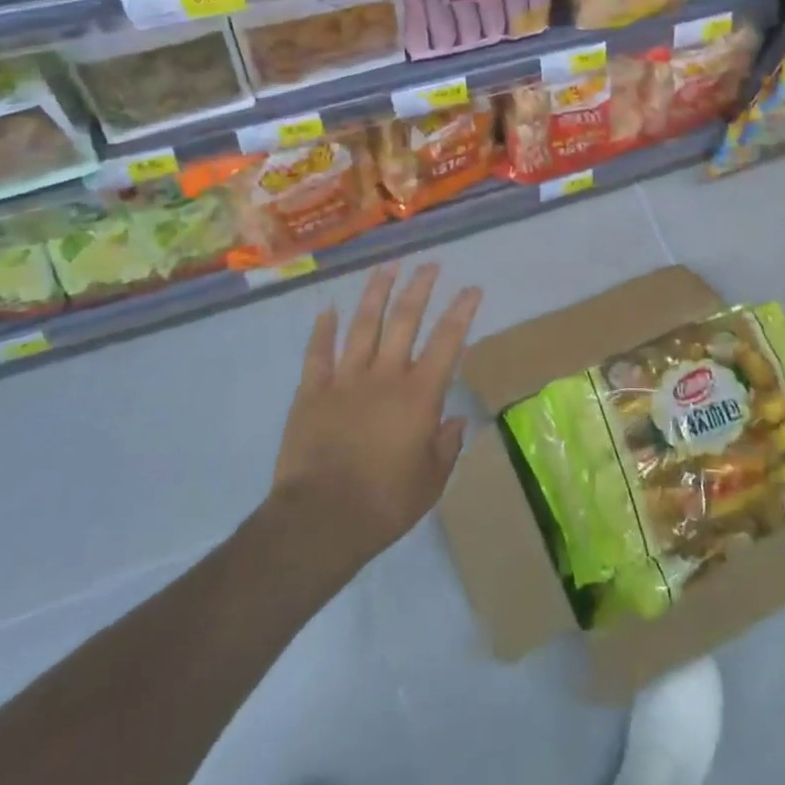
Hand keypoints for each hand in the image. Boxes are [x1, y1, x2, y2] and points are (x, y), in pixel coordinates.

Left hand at [264, 261, 479, 575]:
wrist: (320, 519)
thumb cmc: (385, 503)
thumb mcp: (432, 481)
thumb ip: (446, 446)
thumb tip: (455, 421)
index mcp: (419, 394)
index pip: (447, 341)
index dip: (462, 311)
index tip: (472, 289)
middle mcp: (385, 375)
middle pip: (405, 320)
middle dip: (420, 288)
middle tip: (430, 265)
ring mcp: (346, 379)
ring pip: (364, 325)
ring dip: (376, 293)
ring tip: (387, 267)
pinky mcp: (312, 392)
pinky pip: (318, 353)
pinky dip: (323, 329)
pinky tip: (328, 309)